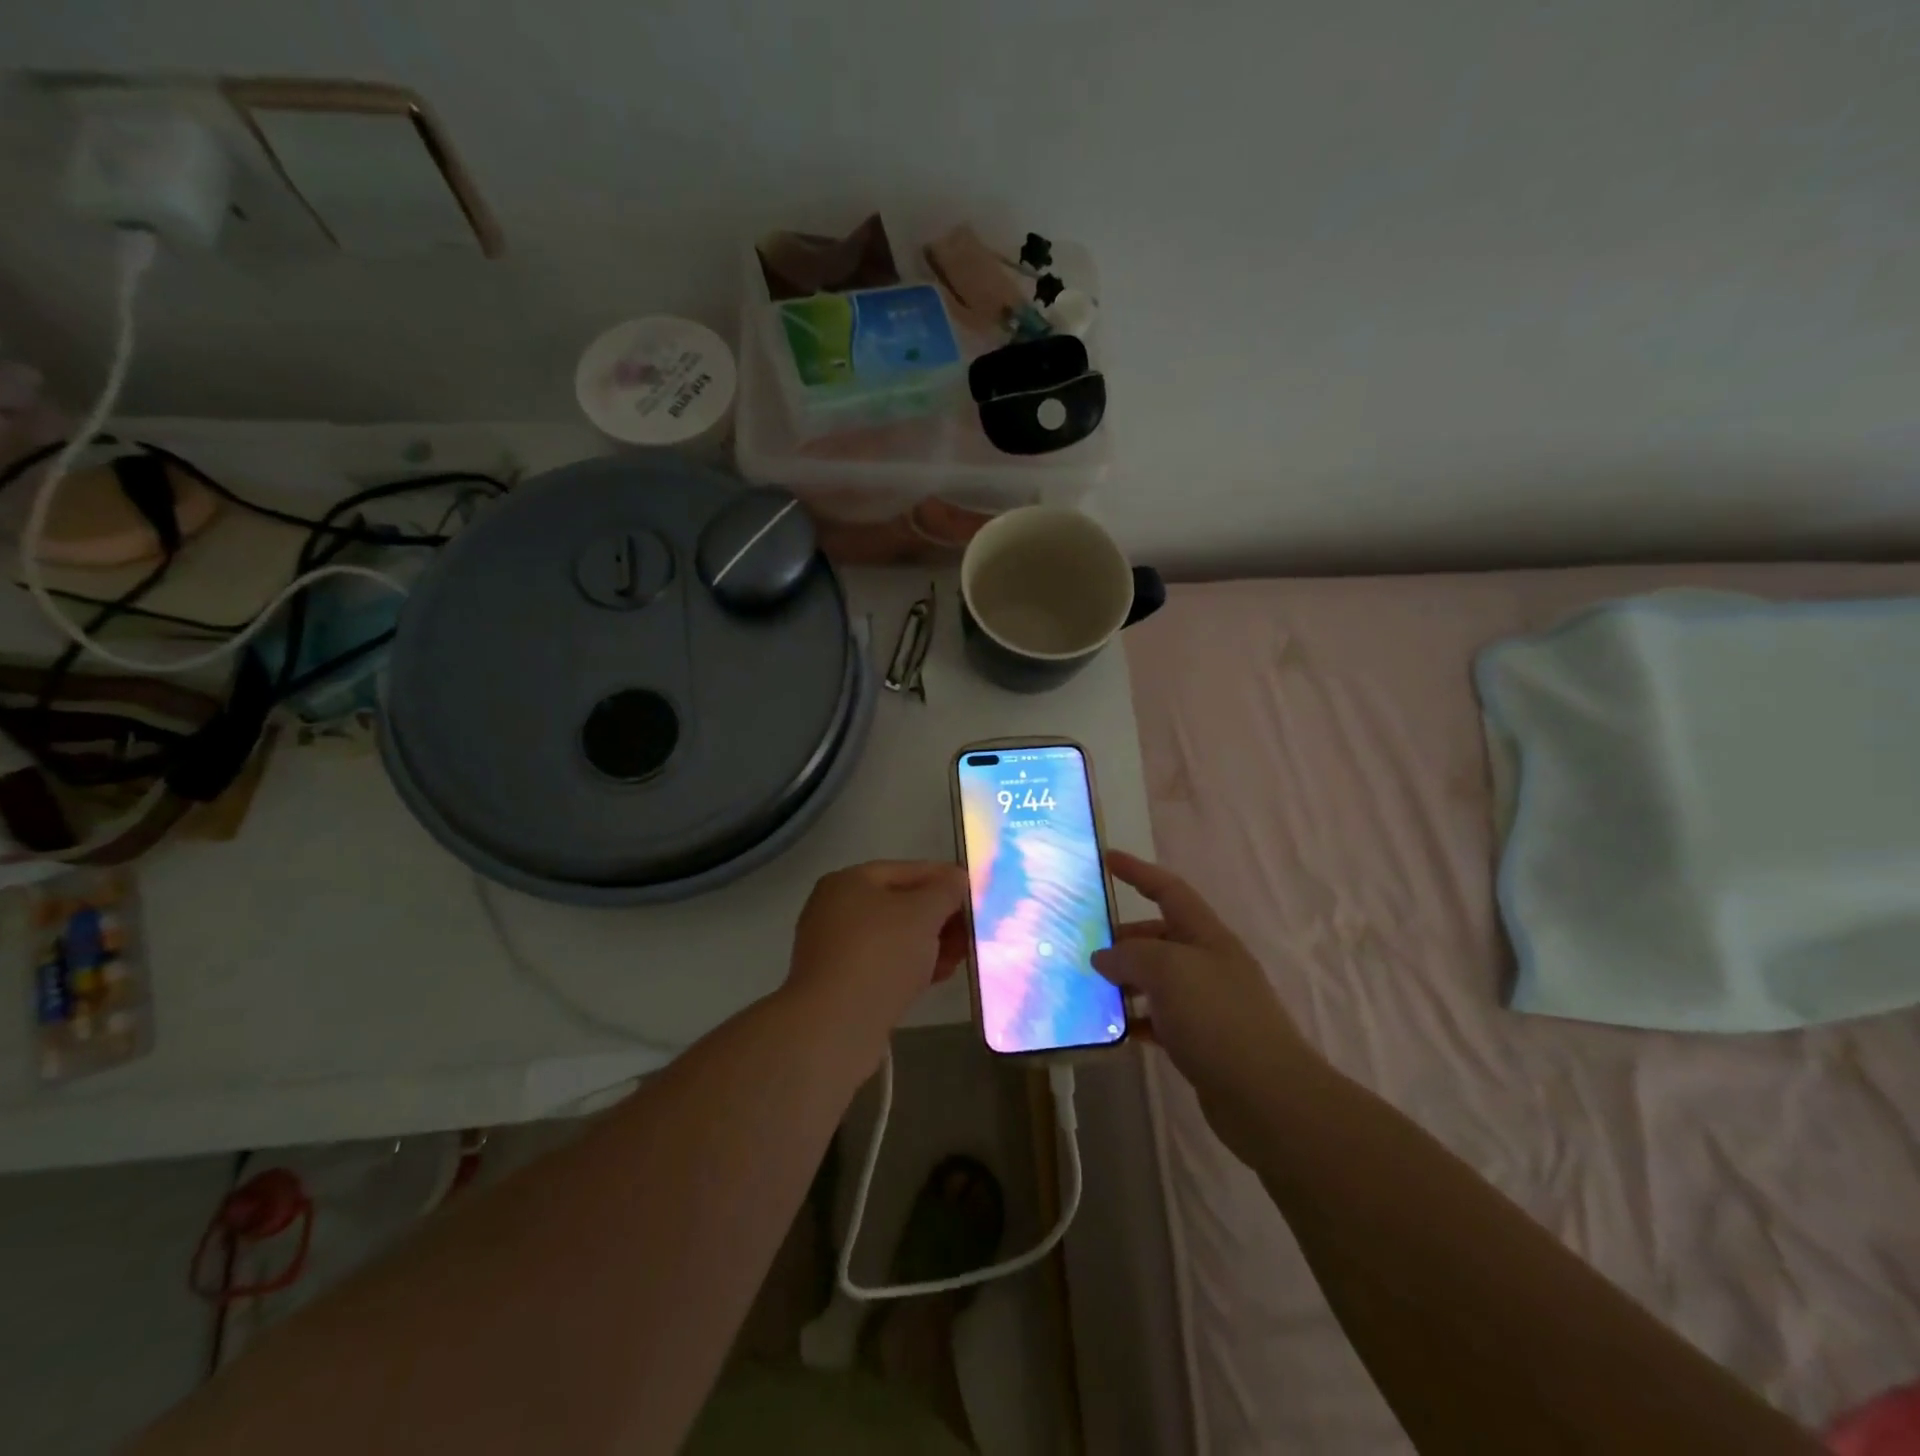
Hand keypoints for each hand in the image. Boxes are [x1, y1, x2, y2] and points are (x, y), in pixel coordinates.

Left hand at [786, 861, 969, 1035]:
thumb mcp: (923, 913)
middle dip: (940, 916)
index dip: (944, 878)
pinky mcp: (841, 983)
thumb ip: (945, 891)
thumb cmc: (881, 954)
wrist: (836, 1025)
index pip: (906, 870)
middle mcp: (836, 909)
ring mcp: (836, 948)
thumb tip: (956, 878)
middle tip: (972, 929)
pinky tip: (939, 975)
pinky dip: (912, 966)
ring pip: (894, 937)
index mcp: (849, 881)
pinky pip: (884, 965)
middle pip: (900, 904)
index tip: (975, 893)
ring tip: (962, 956)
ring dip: (930, 943)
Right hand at [1092, 851, 1307, 1126]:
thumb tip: (1104, 957)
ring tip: (1086, 986)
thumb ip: (1131, 955)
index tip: (1106, 859)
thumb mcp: (1169, 971)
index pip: (1168, 890)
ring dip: (1123, 980)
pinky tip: (1110, 1027)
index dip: (1137, 872)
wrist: (1268, 1098)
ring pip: (1155, 979)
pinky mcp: (1200, 1041)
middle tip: (1081, 944)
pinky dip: (1134, 1018)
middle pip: (1158, 936)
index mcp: (1206, 936)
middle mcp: (1207, 963)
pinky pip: (1157, 1018)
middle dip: (1122, 936)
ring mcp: (1205, 1004)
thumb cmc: (1219, 1019)